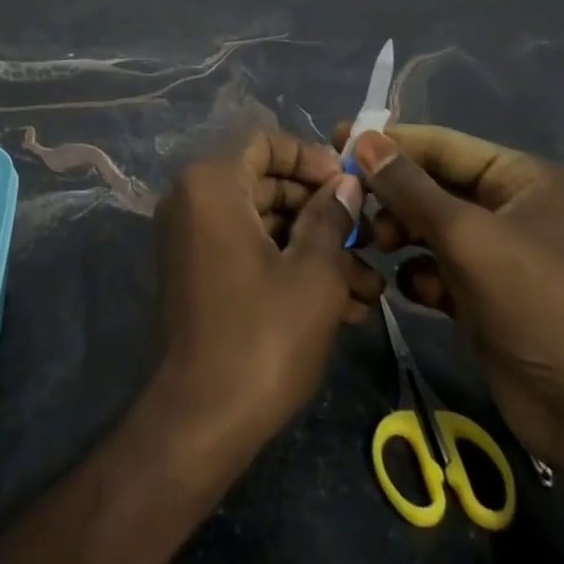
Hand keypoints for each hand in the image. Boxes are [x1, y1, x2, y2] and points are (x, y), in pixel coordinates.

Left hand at [151, 129, 382, 459]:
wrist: (200, 422)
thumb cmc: (261, 337)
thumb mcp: (313, 275)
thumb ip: (332, 218)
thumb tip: (347, 183)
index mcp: (211, 183)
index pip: (263, 140)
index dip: (309, 157)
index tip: (350, 185)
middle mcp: (193, 200)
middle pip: (266, 182)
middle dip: (322, 212)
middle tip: (370, 239)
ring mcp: (192, 239)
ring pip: (264, 223)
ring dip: (315, 248)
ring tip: (371, 288)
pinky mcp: (199, 274)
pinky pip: (248, 251)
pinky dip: (290, 267)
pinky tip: (345, 306)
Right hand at [338, 122, 563, 523]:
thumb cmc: (535, 304)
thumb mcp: (467, 236)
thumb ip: (409, 187)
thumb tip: (362, 141)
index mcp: (521, 178)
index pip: (442, 144)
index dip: (390, 142)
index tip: (338, 139)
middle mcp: (510, 207)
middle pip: (432, 184)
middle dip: (392, 194)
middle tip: (350, 202)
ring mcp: (497, 252)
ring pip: (429, 225)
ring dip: (399, 232)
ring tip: (374, 244)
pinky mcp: (484, 293)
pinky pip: (437, 265)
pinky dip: (419, 272)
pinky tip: (412, 289)